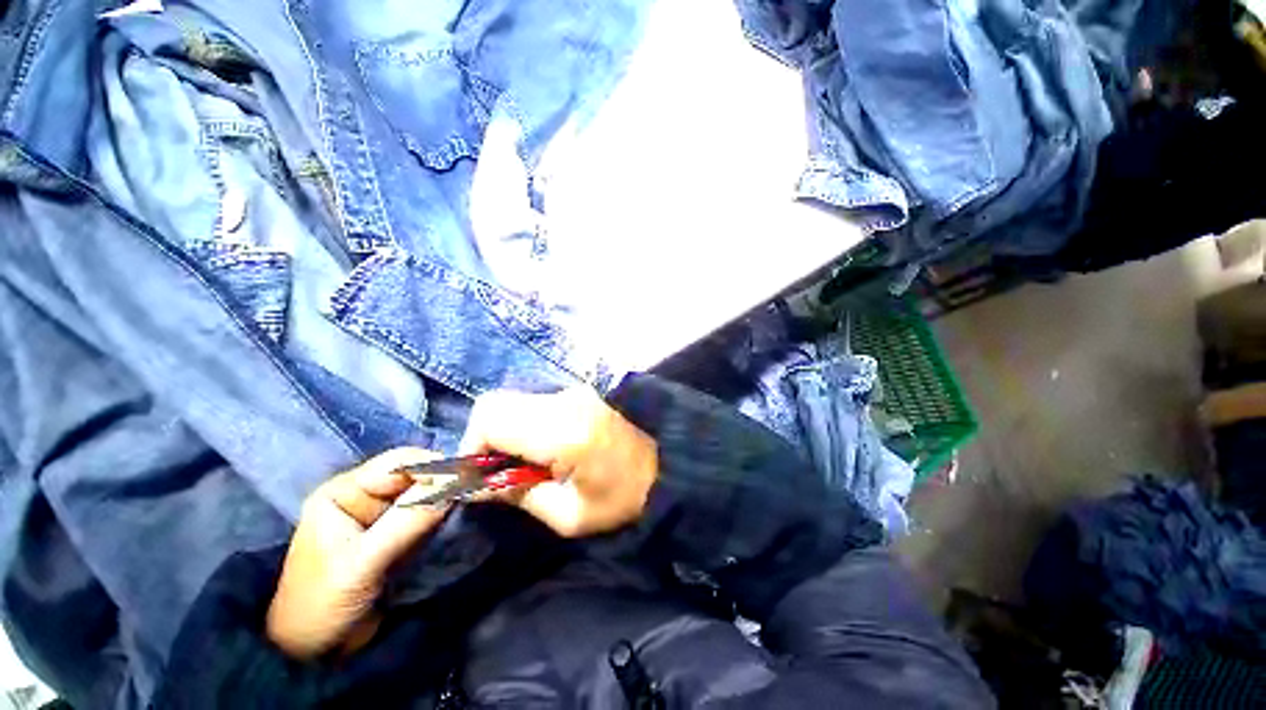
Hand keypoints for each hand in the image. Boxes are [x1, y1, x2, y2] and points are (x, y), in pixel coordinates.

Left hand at [266, 448, 449, 659]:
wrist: (313, 654)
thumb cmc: (321, 606)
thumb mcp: (361, 565)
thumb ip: (406, 522)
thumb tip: (454, 482)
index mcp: (344, 492)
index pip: (398, 463)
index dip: (434, 467)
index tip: (466, 479)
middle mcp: (364, 496)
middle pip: (415, 475)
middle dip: (443, 483)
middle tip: (471, 494)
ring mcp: (381, 515)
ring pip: (425, 493)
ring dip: (445, 500)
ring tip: (467, 507)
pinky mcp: (395, 534)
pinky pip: (426, 514)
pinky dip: (442, 516)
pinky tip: (455, 521)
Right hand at [460, 386, 657, 537]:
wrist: (664, 471)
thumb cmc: (620, 502)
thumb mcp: (566, 514)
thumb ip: (516, 494)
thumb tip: (472, 486)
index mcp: (564, 430)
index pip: (492, 418)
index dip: (472, 446)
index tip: (479, 477)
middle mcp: (566, 401)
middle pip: (497, 403)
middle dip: (485, 438)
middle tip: (499, 472)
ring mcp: (574, 392)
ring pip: (513, 401)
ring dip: (505, 430)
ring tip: (523, 463)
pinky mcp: (579, 393)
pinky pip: (533, 402)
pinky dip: (522, 423)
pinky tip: (540, 448)